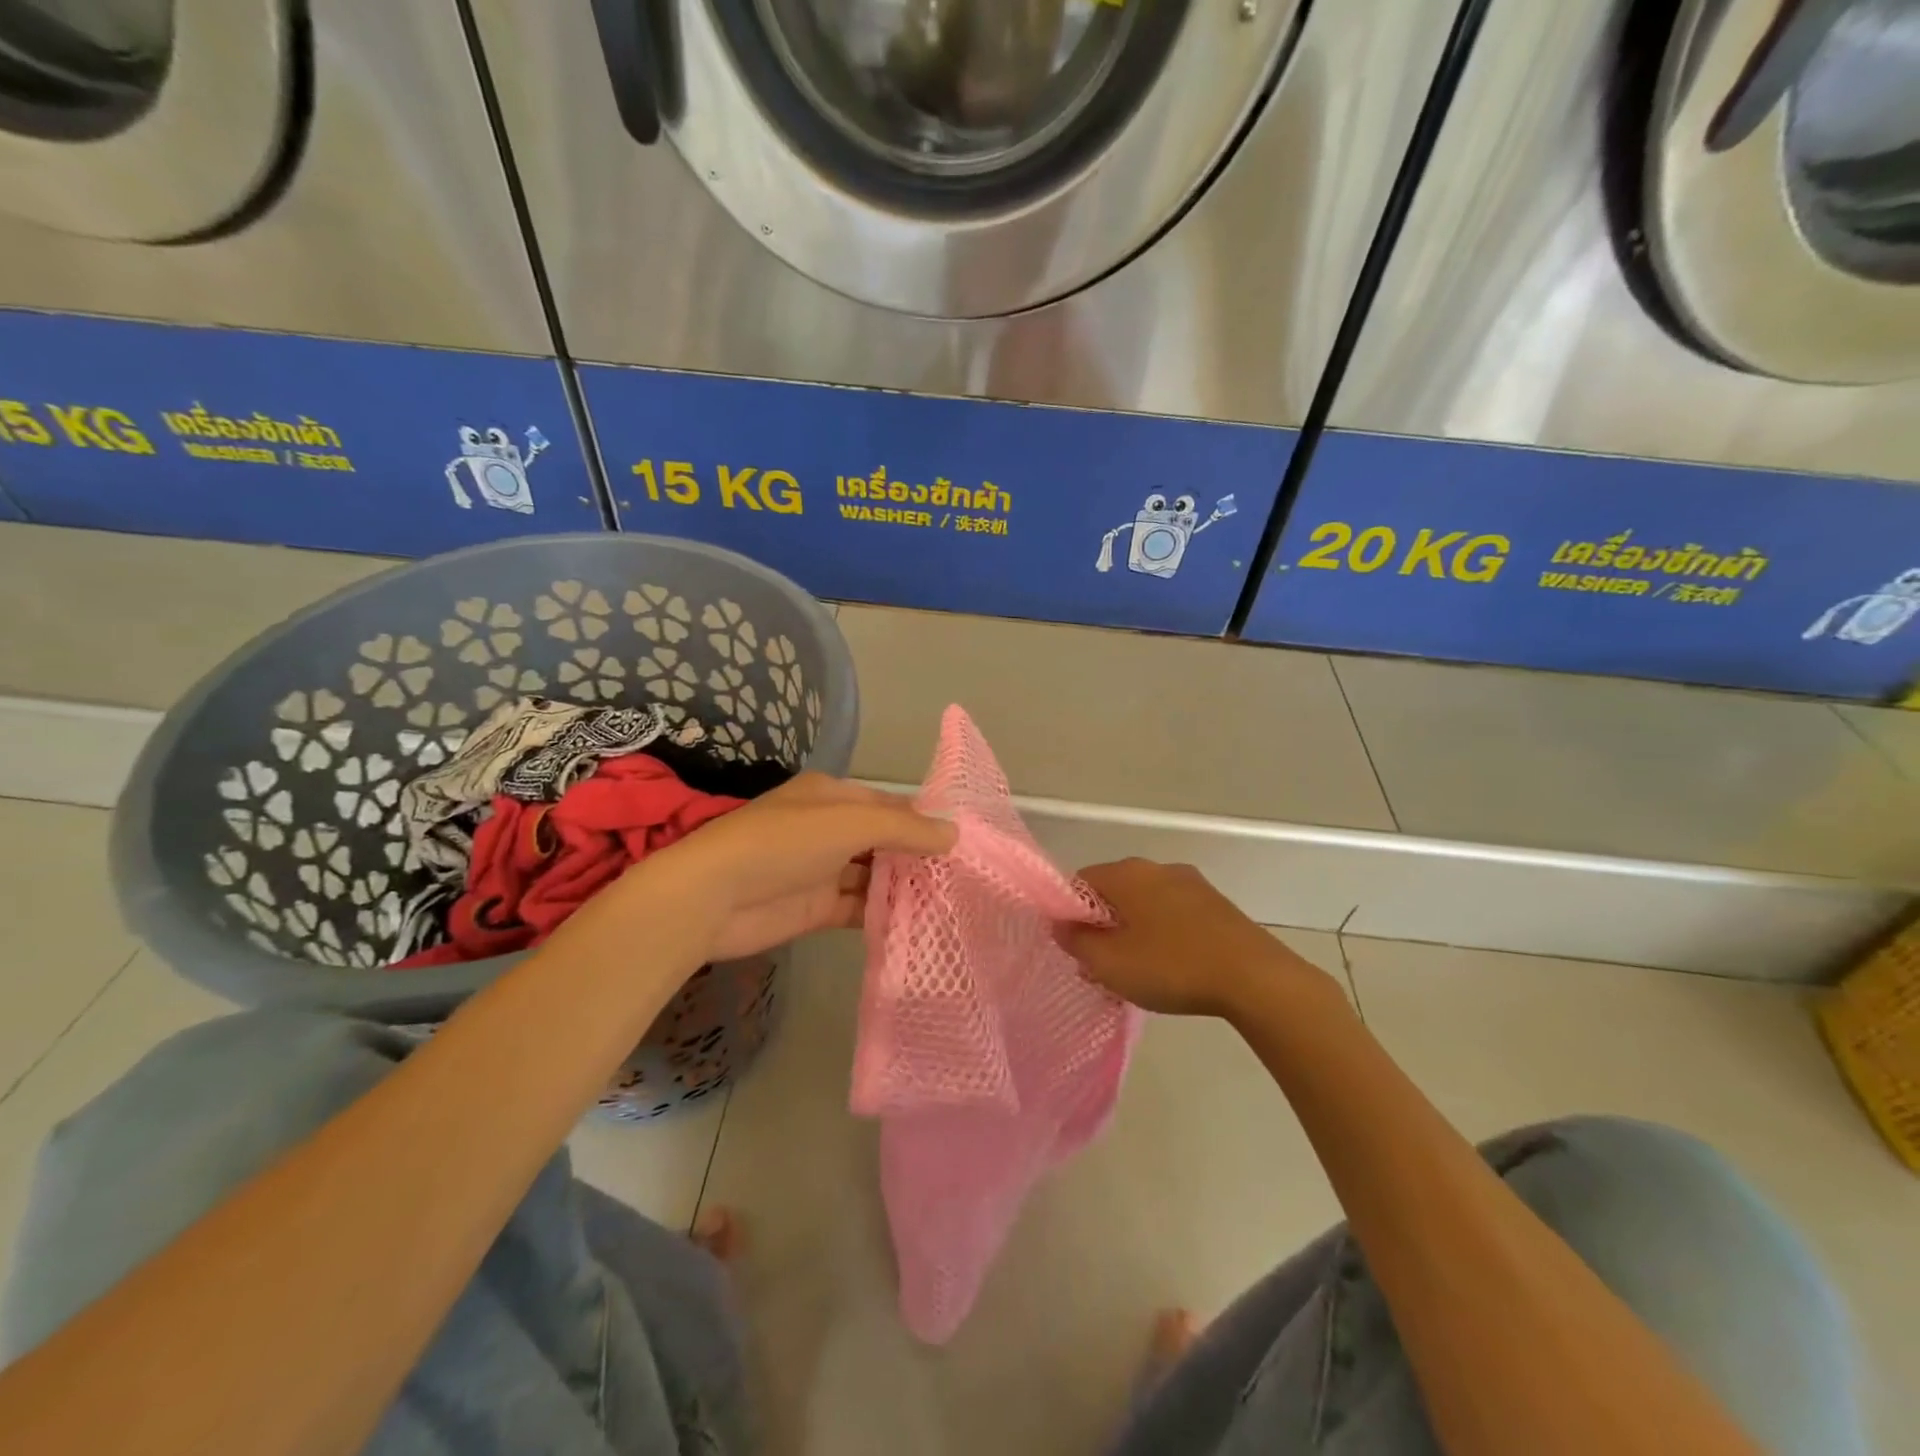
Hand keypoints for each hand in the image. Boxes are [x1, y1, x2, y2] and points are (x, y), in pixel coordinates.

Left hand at [644, 772, 955, 960]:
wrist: (713, 897)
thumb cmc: (784, 843)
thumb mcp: (849, 823)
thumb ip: (904, 828)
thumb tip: (953, 834)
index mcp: (832, 796)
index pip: (888, 803)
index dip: (923, 818)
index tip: (962, 839)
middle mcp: (828, 829)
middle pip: (883, 841)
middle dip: (917, 856)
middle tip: (963, 876)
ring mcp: (821, 870)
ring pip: (873, 876)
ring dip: (904, 886)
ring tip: (950, 901)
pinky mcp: (815, 908)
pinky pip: (858, 908)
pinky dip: (883, 913)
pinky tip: (917, 923)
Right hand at [1058, 859, 1337, 1019]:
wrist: (1255, 978)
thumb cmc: (1172, 967)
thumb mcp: (1110, 963)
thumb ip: (1076, 941)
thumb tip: (1061, 924)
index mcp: (1126, 873)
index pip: (1079, 882)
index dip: (1070, 915)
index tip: (1076, 948)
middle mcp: (1156, 867)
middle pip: (1113, 893)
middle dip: (1102, 927)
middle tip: (1103, 967)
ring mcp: (1190, 883)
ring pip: (1144, 904)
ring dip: (1133, 933)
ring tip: (1138, 974)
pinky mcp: (1215, 904)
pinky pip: (1173, 913)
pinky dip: (1163, 935)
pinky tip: (1172, 968)